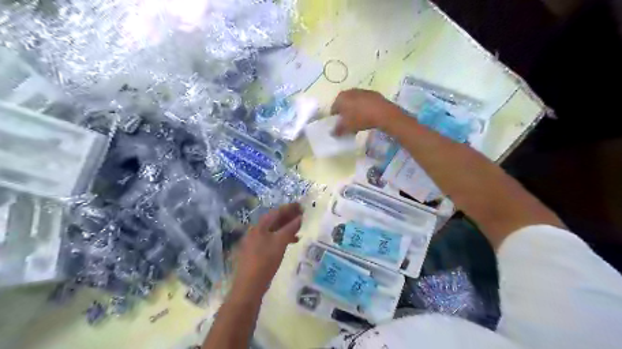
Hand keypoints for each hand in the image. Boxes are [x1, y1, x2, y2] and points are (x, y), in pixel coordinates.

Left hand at [232, 202, 302, 296]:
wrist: (249, 286)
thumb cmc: (265, 261)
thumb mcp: (280, 243)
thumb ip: (290, 229)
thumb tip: (300, 218)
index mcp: (259, 227)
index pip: (276, 212)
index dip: (289, 208)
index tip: (301, 206)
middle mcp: (255, 231)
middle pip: (274, 220)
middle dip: (288, 217)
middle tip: (302, 215)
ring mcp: (255, 242)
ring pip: (273, 230)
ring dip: (286, 228)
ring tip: (299, 229)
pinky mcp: (256, 252)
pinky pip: (271, 239)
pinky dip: (281, 238)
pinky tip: (290, 243)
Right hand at [330, 87, 402, 135]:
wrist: (383, 113)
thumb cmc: (360, 119)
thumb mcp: (347, 127)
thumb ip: (337, 130)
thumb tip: (333, 133)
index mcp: (340, 98)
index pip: (333, 109)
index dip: (335, 118)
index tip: (339, 126)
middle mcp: (349, 91)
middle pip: (344, 104)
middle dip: (345, 113)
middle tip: (348, 124)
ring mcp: (362, 91)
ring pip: (354, 102)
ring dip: (355, 110)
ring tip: (358, 121)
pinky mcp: (373, 93)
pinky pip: (364, 102)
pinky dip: (364, 108)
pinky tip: (368, 116)